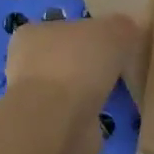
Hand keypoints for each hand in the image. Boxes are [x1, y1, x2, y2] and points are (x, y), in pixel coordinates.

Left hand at [5, 13, 136, 113]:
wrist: (58, 121)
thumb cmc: (79, 64)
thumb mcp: (113, 30)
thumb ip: (122, 27)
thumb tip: (128, 31)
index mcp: (33, 34)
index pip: (64, 28)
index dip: (90, 34)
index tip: (114, 44)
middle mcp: (26, 64)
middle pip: (66, 58)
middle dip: (89, 65)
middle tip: (119, 68)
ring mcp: (34, 98)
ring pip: (68, 88)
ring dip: (89, 91)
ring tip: (117, 93)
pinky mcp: (46, 127)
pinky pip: (73, 114)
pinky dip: (88, 114)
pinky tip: (106, 114)